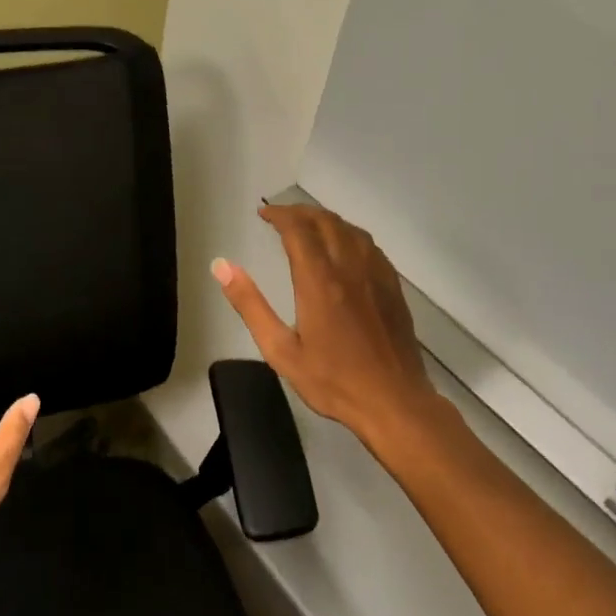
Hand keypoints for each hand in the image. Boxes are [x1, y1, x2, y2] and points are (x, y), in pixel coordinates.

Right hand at [213, 205, 442, 449]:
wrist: (394, 402)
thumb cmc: (332, 380)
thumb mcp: (280, 350)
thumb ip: (250, 305)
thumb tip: (222, 266)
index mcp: (319, 280)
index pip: (298, 229)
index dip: (279, 215)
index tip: (263, 214)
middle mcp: (349, 267)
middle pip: (325, 221)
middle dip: (300, 212)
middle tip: (280, 217)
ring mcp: (375, 274)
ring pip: (350, 229)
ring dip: (325, 220)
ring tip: (308, 226)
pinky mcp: (392, 286)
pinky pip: (369, 245)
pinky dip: (349, 234)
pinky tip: (343, 247)